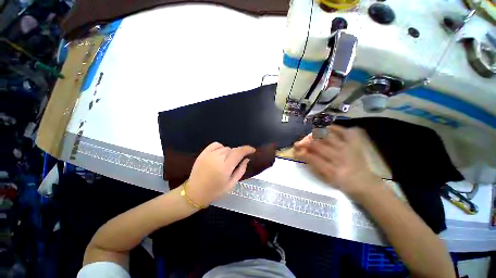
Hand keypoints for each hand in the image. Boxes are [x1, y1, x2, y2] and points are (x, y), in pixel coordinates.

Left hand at [187, 142, 255, 206]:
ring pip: (225, 148)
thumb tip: (247, 159)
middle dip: (238, 154)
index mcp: (225, 167)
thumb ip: (241, 170)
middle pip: (233, 150)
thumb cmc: (215, 191)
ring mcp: (209, 154)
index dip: (247, 149)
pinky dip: (221, 147)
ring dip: (229, 153)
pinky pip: (216, 145)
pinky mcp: (203, 153)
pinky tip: (220, 154)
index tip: (252, 150)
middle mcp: (217, 158)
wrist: (194, 192)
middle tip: (236, 162)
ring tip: (226, 161)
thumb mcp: (231, 184)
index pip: (239, 152)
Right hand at [294, 125, 381, 195]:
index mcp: (331, 169)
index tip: (295, 150)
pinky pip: (344, 132)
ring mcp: (347, 148)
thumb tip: (302, 154)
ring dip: (316, 135)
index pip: (310, 157)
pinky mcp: (354, 144)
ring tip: (310, 136)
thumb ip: (313, 166)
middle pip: (317, 145)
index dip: (300, 152)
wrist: (364, 183)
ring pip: (327, 136)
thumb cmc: (342, 183)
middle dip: (304, 142)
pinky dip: (335, 128)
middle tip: (299, 143)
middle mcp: (339, 157)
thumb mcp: (326, 179)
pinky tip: (327, 127)